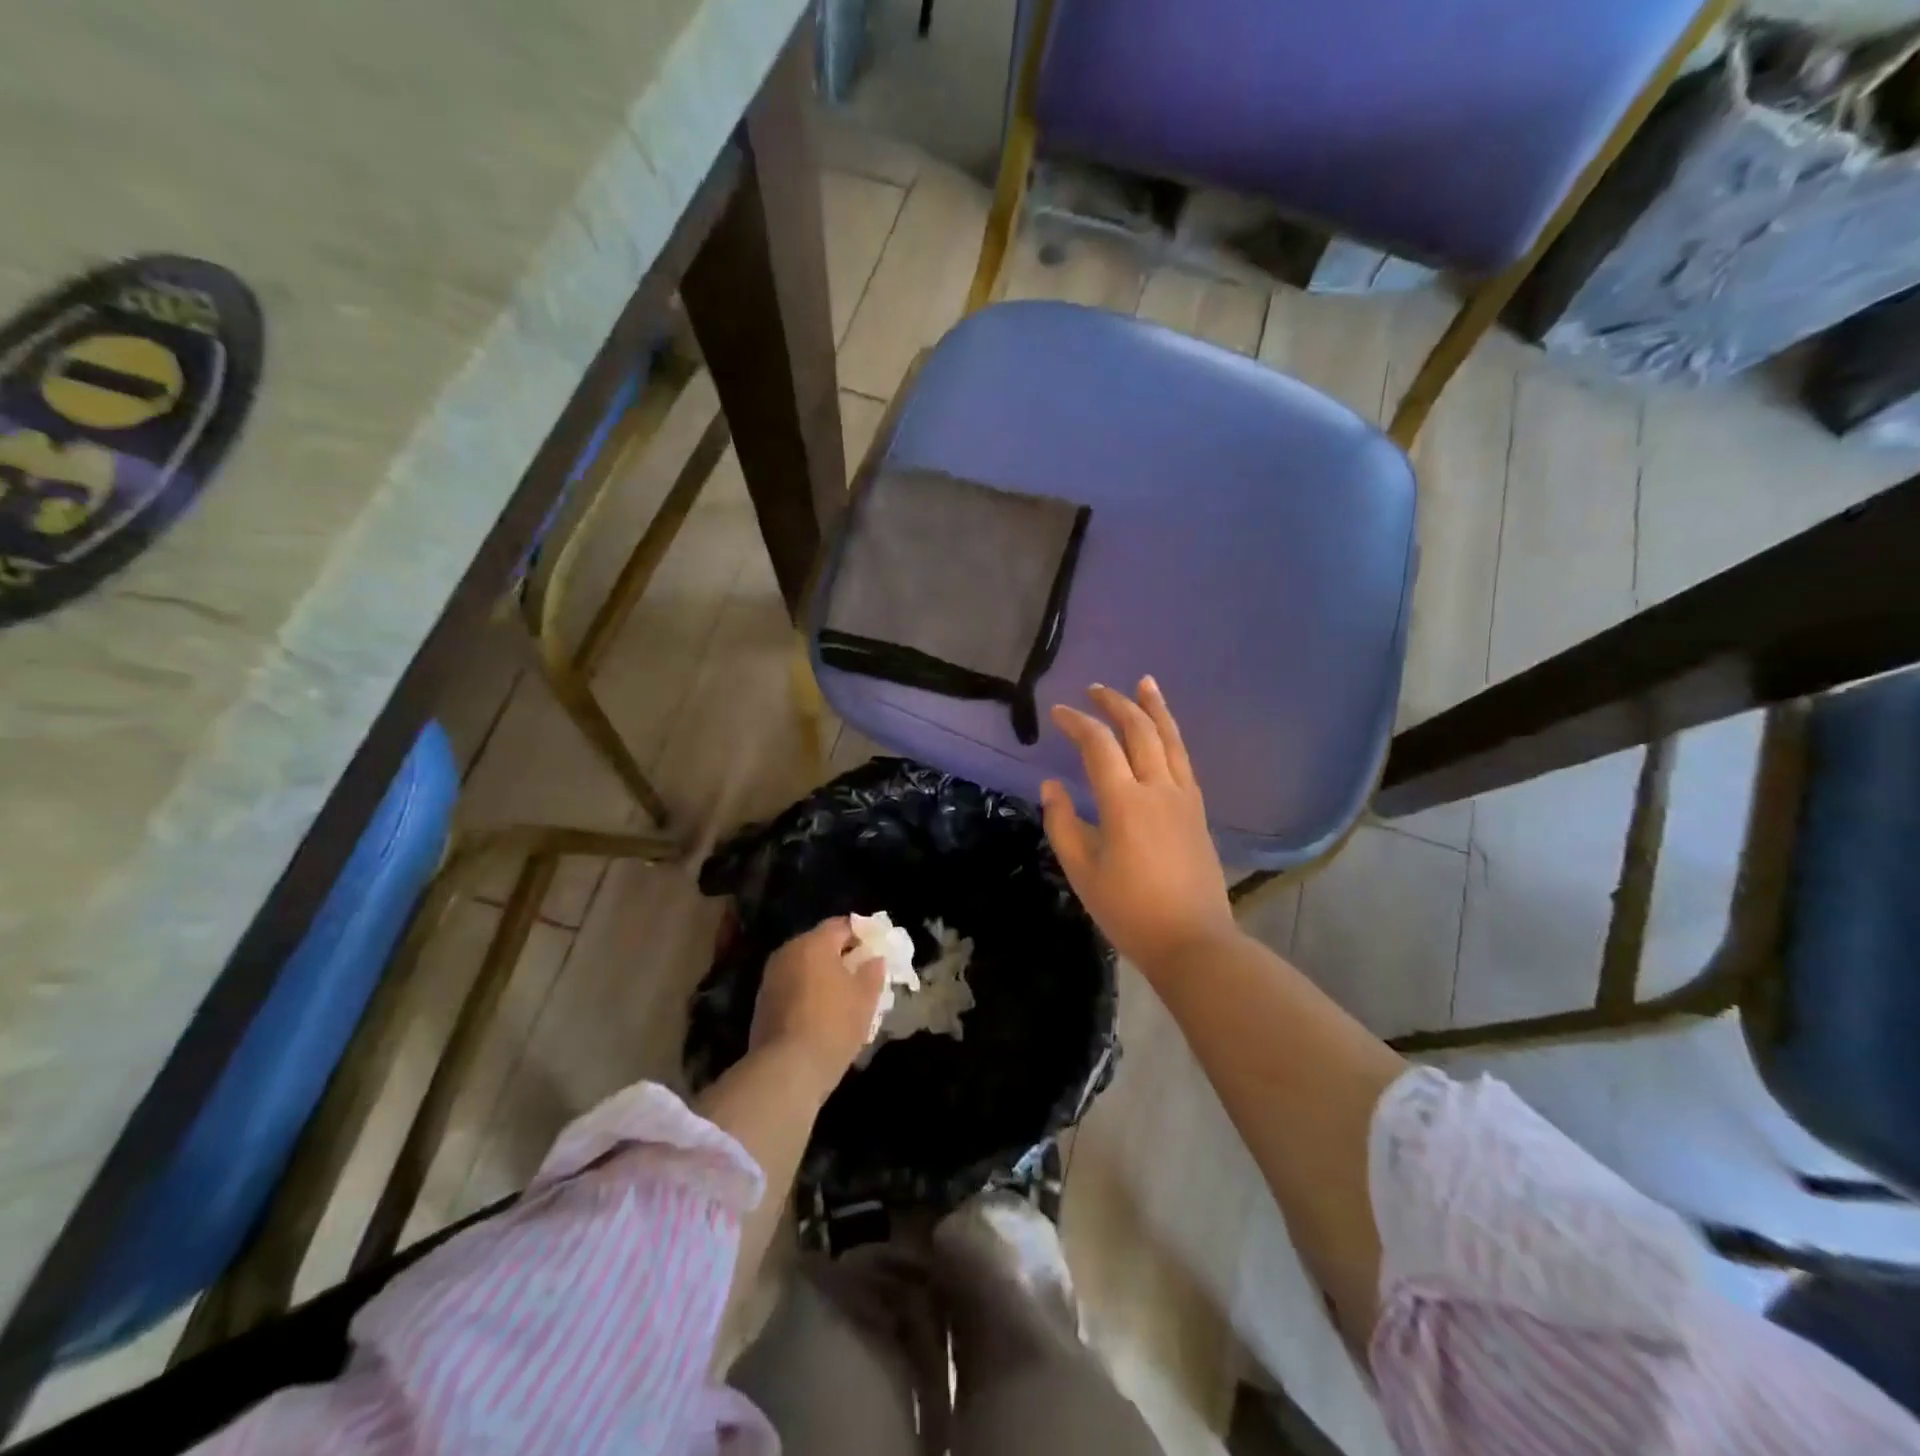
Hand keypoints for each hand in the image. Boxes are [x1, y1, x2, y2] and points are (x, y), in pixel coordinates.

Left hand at [750, 917, 887, 1095]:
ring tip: (842, 997)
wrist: (786, 1070)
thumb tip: (874, 959)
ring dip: (822, 976)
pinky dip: (807, 993)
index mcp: (813, 943)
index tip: (875, 952)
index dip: (862, 935)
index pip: (842, 925)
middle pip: (819, 944)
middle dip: (840, 956)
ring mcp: (771, 978)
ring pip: (804, 967)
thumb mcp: (865, 998)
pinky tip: (821, 1015)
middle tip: (861, 975)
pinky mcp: (762, 1003)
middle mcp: (787, 952)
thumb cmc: (833, 1025)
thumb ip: (873, 972)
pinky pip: (792, 987)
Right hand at [1041, 679, 1237, 976]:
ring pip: (1170, 740)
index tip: (1057, 713)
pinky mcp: (1197, 811)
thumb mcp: (1083, 872)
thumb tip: (1051, 786)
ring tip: (1145, 683)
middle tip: (1095, 689)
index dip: (1077, 723)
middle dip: (1115, 704)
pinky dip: (1172, 736)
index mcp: (1125, 803)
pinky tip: (1165, 732)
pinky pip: (1184, 760)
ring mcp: (1183, 798)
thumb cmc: (1129, 911)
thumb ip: (1063, 824)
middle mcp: (1158, 789)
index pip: (1098, 746)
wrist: (1192, 941)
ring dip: (1155, 708)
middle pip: (1139, 731)